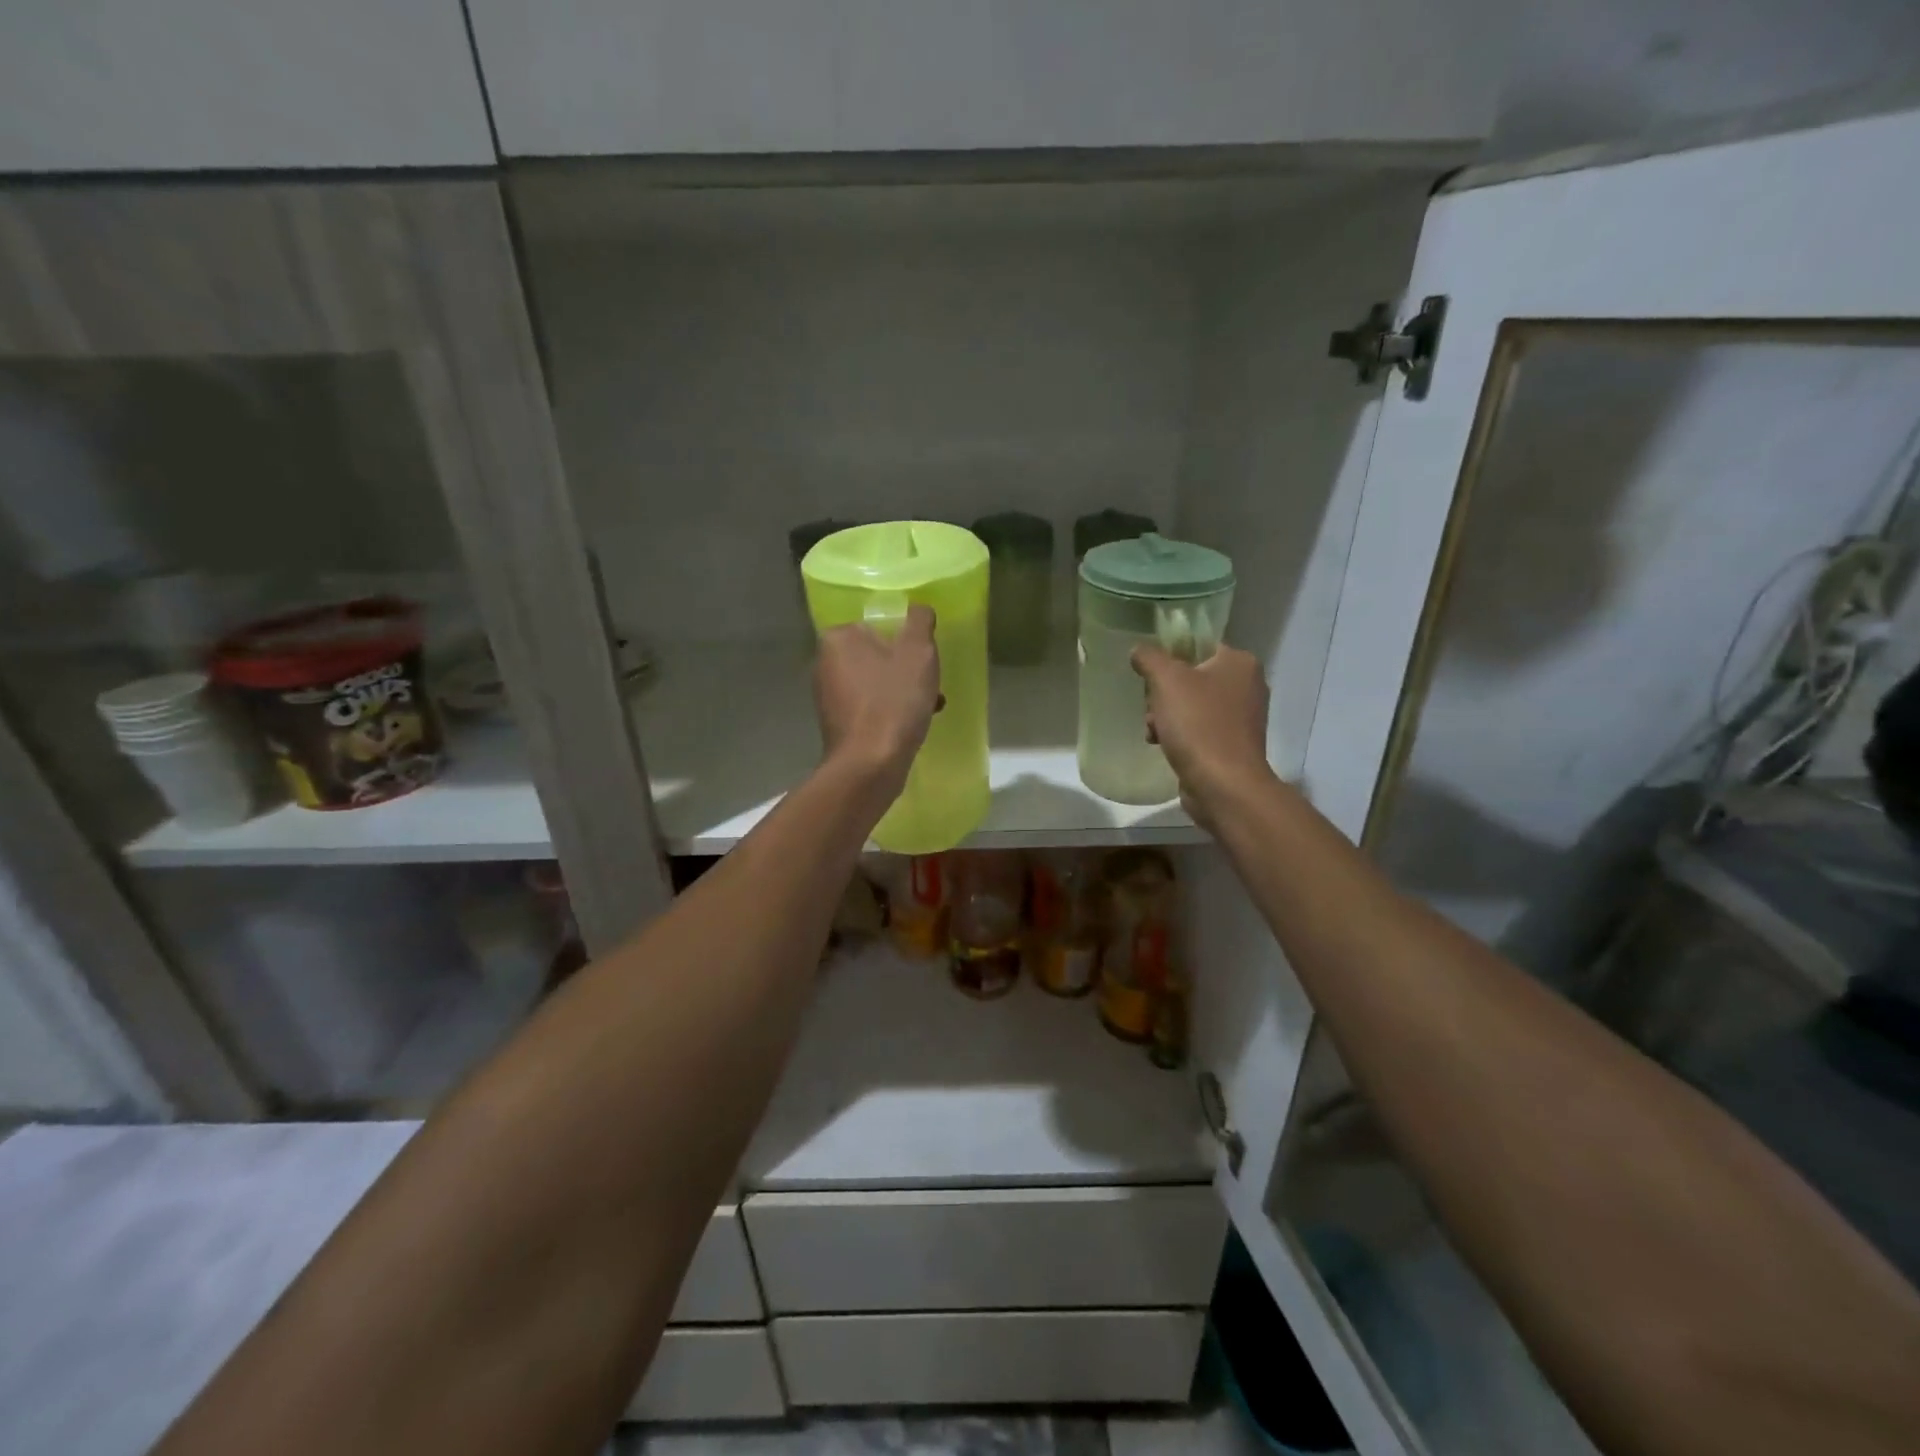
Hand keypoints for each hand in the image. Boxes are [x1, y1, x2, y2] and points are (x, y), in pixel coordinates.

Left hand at [815, 605, 940, 791]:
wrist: (869, 765)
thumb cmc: (893, 701)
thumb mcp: (918, 652)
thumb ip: (920, 621)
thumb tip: (919, 609)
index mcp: (838, 638)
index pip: (878, 625)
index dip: (906, 640)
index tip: (925, 659)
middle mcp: (824, 663)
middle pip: (878, 654)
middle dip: (907, 668)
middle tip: (931, 684)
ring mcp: (827, 696)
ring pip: (876, 682)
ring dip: (903, 691)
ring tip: (929, 706)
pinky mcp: (836, 723)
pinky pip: (870, 706)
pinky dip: (891, 711)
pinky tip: (911, 726)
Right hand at [1131, 643, 1272, 826]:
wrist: (1222, 784)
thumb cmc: (1198, 723)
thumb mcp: (1166, 680)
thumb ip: (1149, 657)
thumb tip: (1139, 650)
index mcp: (1240, 662)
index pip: (1199, 645)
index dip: (1170, 657)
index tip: (1150, 674)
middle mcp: (1247, 685)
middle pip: (1191, 677)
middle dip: (1163, 694)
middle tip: (1152, 707)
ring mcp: (1242, 718)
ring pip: (1191, 705)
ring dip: (1165, 716)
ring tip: (1154, 731)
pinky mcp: (1232, 745)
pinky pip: (1198, 729)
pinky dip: (1179, 735)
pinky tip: (1163, 746)